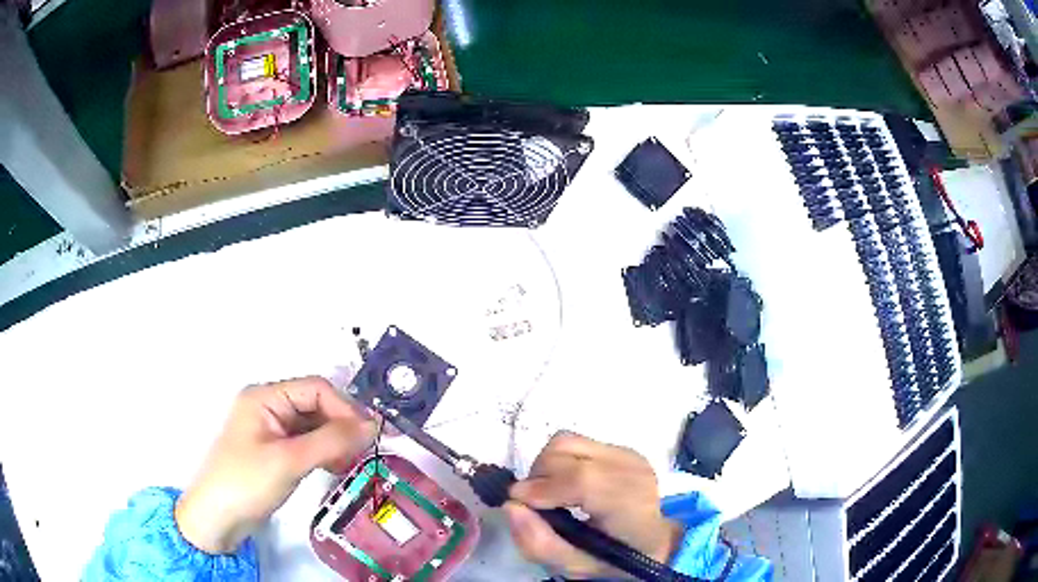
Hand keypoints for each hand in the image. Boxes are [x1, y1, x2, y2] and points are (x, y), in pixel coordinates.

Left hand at [175, 377, 375, 553]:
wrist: (218, 518)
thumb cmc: (247, 482)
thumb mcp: (289, 460)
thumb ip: (331, 441)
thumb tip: (373, 426)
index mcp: (266, 397)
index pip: (315, 389)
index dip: (344, 408)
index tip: (370, 435)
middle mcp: (269, 407)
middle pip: (316, 405)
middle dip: (342, 426)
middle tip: (366, 452)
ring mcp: (272, 430)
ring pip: (314, 425)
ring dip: (336, 441)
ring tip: (353, 463)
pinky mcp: (276, 451)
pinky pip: (308, 443)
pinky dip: (325, 453)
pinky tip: (336, 468)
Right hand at [504, 432, 683, 579]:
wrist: (651, 542)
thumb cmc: (613, 559)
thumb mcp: (575, 566)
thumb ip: (540, 543)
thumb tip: (511, 505)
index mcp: (630, 505)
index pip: (583, 480)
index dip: (543, 487)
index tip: (518, 503)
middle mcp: (631, 470)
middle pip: (568, 452)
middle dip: (538, 477)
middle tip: (535, 506)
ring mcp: (627, 454)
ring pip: (566, 441)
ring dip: (545, 466)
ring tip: (549, 495)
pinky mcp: (619, 448)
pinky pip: (575, 443)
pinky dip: (559, 462)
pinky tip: (568, 486)